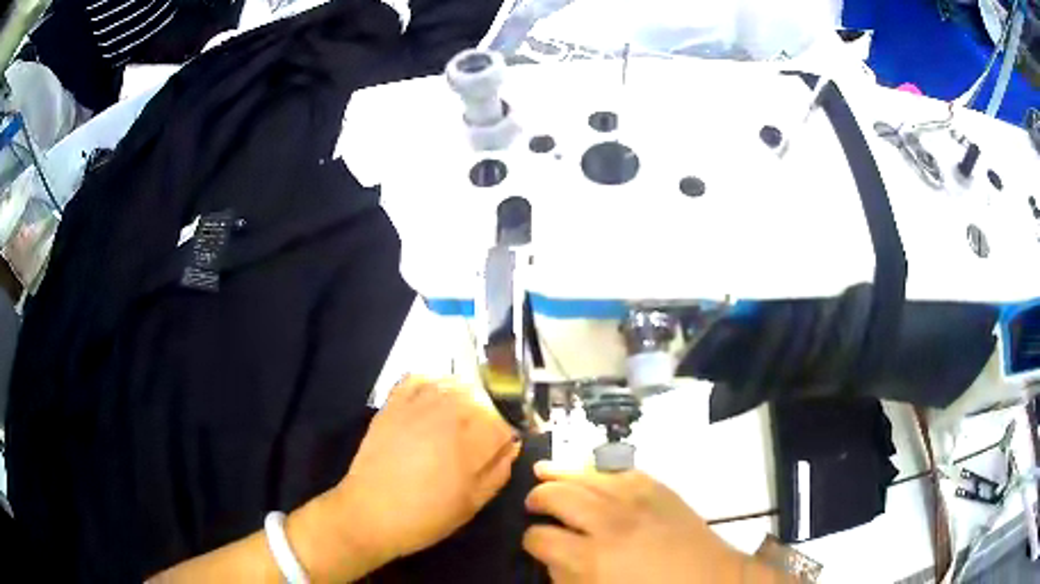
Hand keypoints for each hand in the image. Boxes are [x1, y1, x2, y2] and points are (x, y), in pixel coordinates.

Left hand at [330, 376, 519, 563]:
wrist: (370, 512)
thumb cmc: (426, 514)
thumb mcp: (473, 503)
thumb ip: (499, 470)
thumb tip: (510, 446)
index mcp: (473, 438)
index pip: (505, 423)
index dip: (506, 438)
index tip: (499, 452)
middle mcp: (449, 411)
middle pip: (483, 398)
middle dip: (488, 417)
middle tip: (479, 441)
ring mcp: (419, 402)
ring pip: (454, 383)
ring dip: (463, 398)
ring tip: (459, 420)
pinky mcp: (394, 402)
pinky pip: (419, 378)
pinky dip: (431, 383)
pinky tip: (433, 401)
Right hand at [523, 463, 763, 583]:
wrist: (712, 581)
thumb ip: (567, 577)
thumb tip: (551, 557)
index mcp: (591, 558)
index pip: (541, 537)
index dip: (531, 539)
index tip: (533, 542)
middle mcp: (610, 522)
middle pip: (559, 495)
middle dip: (539, 497)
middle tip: (532, 503)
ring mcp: (638, 500)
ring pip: (587, 475)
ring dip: (561, 472)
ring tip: (543, 472)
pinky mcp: (660, 488)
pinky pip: (623, 470)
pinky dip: (602, 469)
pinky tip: (592, 471)